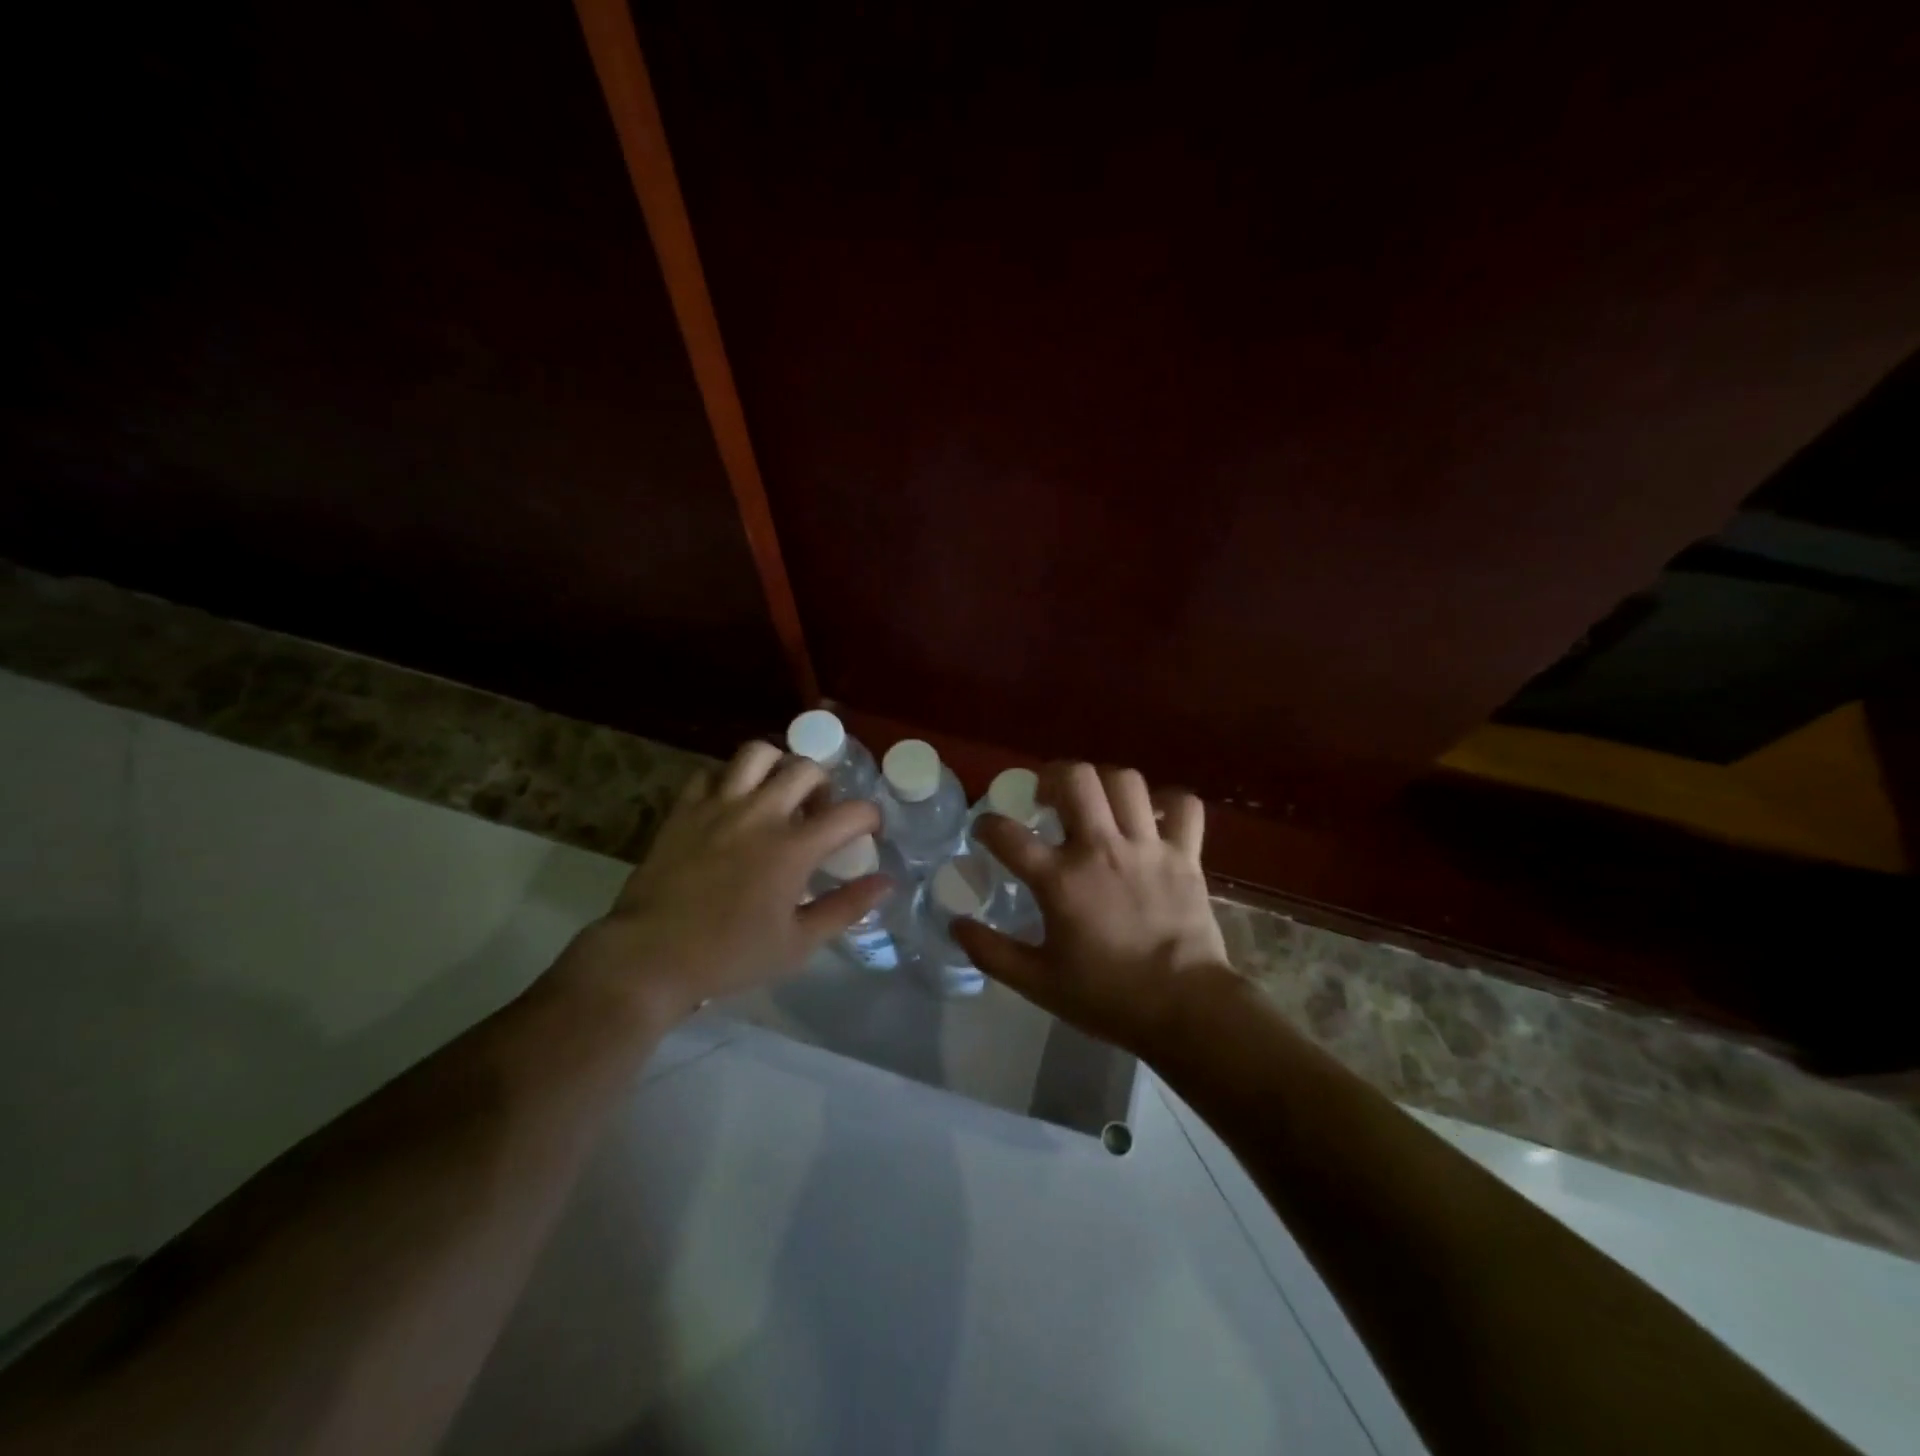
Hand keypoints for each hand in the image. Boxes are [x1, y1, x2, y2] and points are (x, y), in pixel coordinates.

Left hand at [553, 741, 888, 1028]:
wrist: (649, 957)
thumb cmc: (730, 956)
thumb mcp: (798, 943)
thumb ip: (846, 907)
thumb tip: (885, 882)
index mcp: (793, 848)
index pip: (851, 813)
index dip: (870, 817)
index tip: (870, 831)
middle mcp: (760, 814)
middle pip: (807, 769)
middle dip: (825, 785)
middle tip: (819, 812)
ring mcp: (718, 806)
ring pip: (757, 753)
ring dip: (778, 766)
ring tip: (778, 793)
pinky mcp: (685, 809)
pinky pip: (711, 773)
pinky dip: (729, 780)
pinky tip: (732, 804)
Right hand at [952, 762, 1233, 1059]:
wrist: (1185, 1010)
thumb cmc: (1107, 997)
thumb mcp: (1037, 983)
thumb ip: (991, 952)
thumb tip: (956, 925)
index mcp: (1060, 880)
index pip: (1008, 834)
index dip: (987, 825)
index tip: (985, 829)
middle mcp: (1101, 849)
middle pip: (1074, 778)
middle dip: (1052, 776)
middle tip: (1047, 797)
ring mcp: (1147, 846)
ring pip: (1125, 781)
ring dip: (1104, 783)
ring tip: (1096, 802)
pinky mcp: (1185, 854)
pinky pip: (1184, 806)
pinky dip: (1170, 803)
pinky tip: (1155, 816)